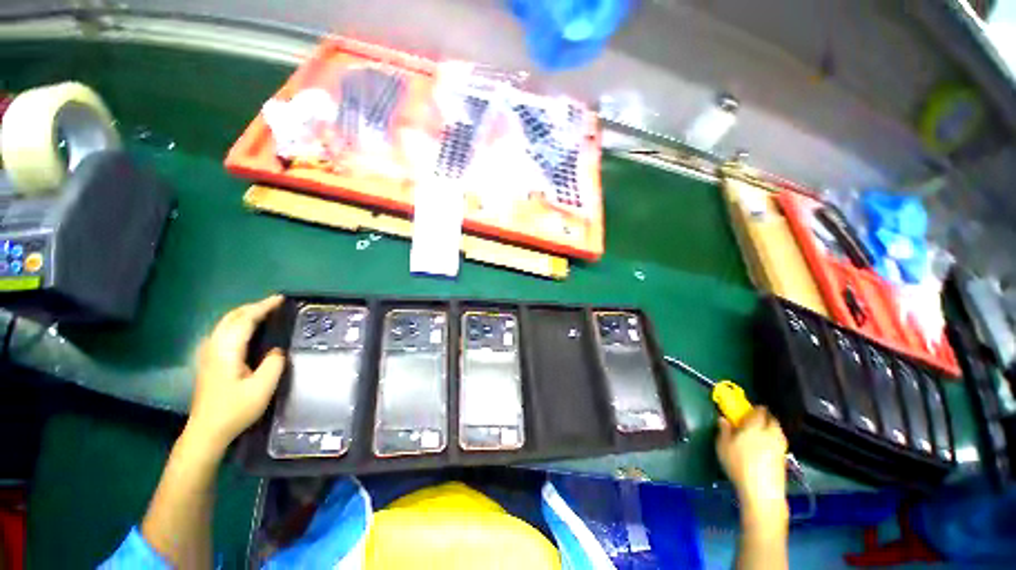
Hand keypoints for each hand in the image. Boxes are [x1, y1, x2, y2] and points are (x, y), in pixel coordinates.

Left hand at [185, 295, 285, 452]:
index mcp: (227, 351)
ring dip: (245, 314)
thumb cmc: (235, 409)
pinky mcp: (208, 361)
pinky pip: (224, 331)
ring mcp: (208, 354)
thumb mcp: (263, 388)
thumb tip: (278, 349)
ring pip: (225, 323)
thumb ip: (274, 363)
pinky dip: (238, 323)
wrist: (207, 431)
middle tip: (275, 304)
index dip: (263, 307)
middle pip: (231, 317)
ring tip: (264, 313)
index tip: (281, 299)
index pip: (245, 320)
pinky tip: (246, 330)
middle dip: (253, 306)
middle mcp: (214, 347)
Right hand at [716, 407, 788, 525]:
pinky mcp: (784, 460)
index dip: (755, 409)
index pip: (759, 411)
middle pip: (772, 420)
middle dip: (766, 417)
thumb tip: (723, 419)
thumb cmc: (738, 464)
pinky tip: (766, 448)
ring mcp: (780, 447)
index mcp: (755, 426)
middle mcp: (770, 433)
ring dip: (772, 429)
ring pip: (778, 432)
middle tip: (756, 420)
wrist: (761, 491)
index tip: (749, 409)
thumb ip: (724, 430)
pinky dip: (774, 441)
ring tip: (762, 433)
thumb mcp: (723, 446)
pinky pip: (780, 443)